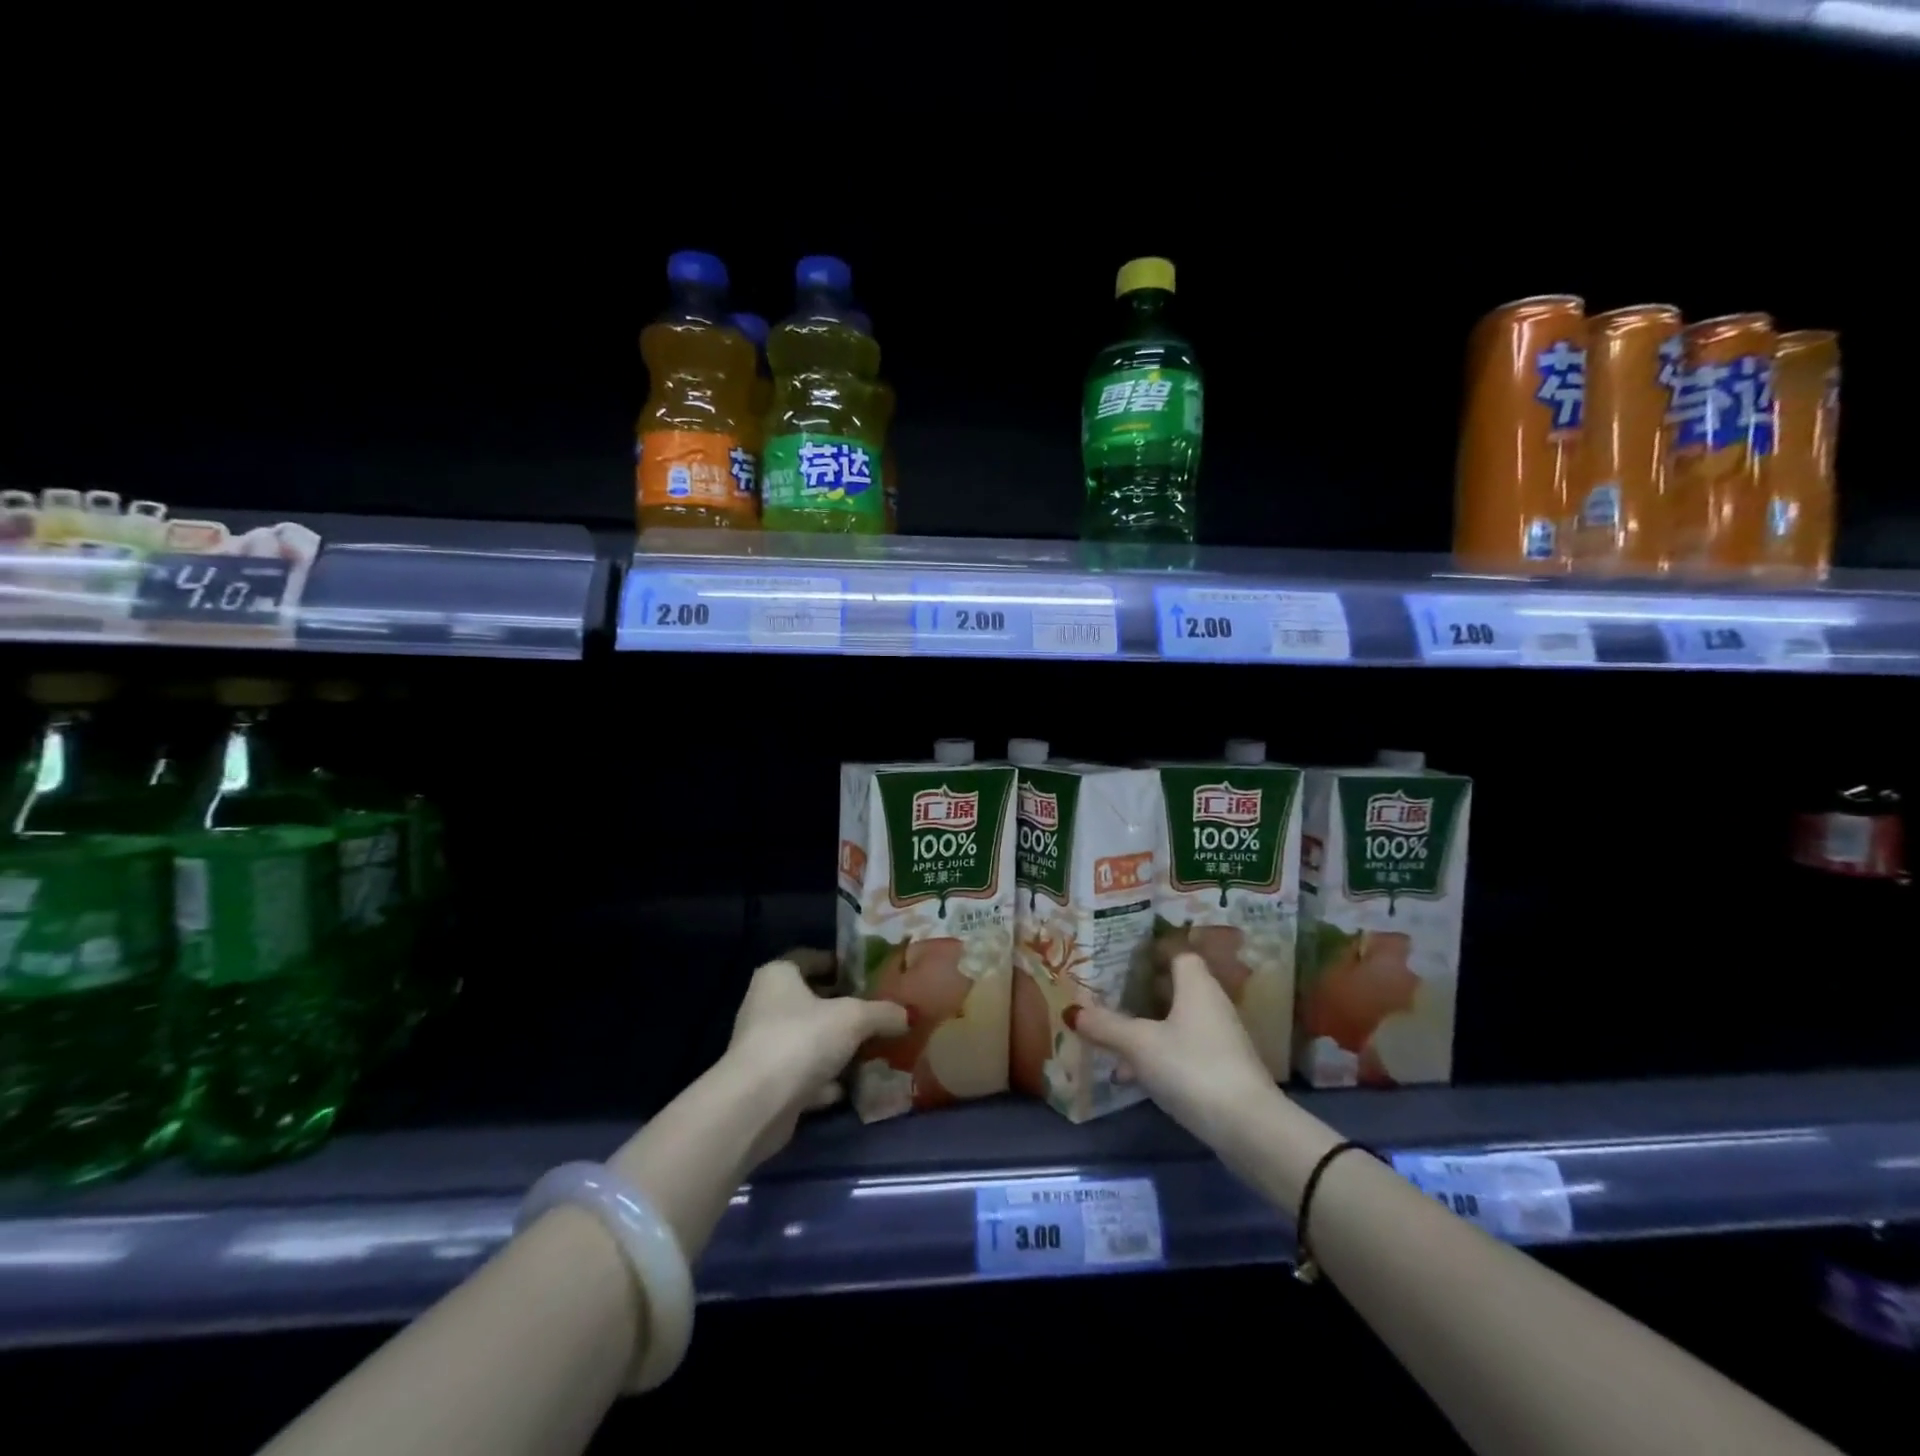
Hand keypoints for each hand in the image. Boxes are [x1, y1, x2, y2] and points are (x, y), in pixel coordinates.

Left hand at [722, 951, 906, 1165]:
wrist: (757, 1105)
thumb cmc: (802, 1039)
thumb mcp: (854, 1018)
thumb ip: (883, 1013)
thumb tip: (907, 1015)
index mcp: (778, 975)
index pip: (810, 958)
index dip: (839, 963)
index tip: (867, 975)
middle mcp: (765, 1005)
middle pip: (812, 1001)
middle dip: (844, 1008)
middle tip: (878, 1012)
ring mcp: (764, 1046)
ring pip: (809, 1039)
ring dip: (837, 1047)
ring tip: (873, 1050)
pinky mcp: (767, 1084)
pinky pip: (804, 1074)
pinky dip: (826, 1080)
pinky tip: (853, 1086)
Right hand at [1068, 951, 1281, 1145]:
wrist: (1250, 1128)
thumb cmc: (1192, 1067)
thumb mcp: (1139, 1045)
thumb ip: (1105, 1025)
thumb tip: (1072, 1011)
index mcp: (1197, 986)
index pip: (1178, 953)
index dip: (1153, 952)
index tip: (1123, 955)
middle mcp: (1212, 1005)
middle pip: (1174, 988)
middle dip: (1142, 992)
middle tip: (1108, 993)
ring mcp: (1220, 1040)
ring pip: (1175, 1023)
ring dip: (1146, 1028)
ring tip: (1111, 1039)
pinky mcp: (1221, 1071)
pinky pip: (1182, 1051)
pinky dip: (1158, 1056)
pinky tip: (1131, 1076)